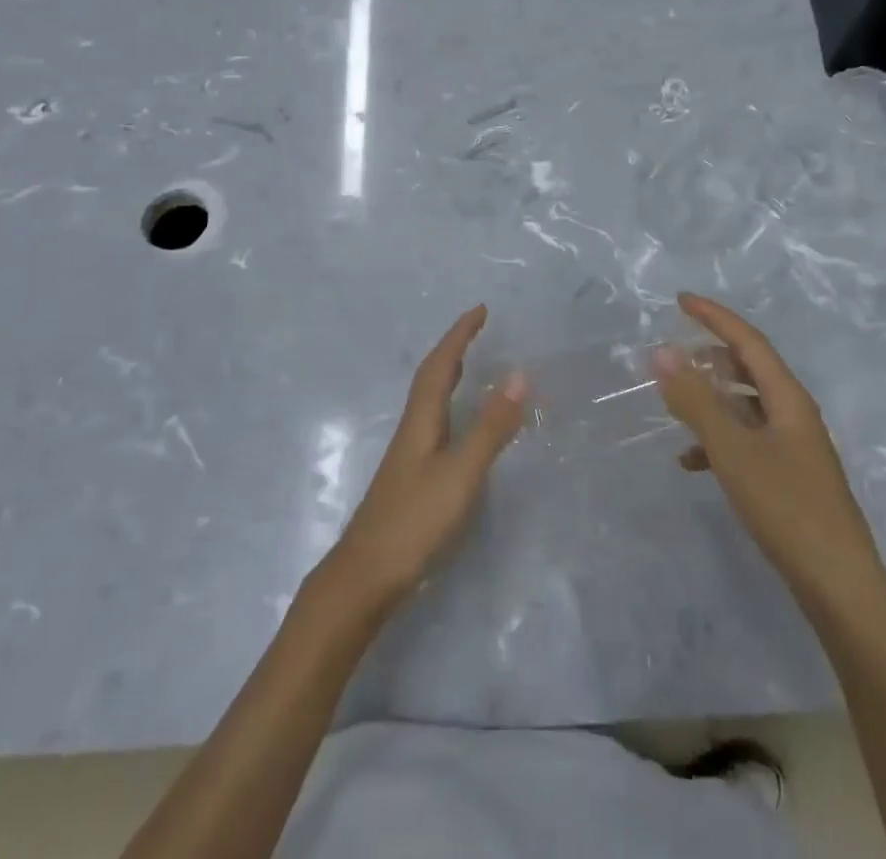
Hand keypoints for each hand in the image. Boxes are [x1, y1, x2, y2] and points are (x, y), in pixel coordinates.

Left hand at [320, 306, 526, 616]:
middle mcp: (413, 428)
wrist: (366, 575)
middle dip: (454, 348)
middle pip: (431, 376)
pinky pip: (435, 422)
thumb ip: (490, 427)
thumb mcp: (461, 473)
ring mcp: (410, 454)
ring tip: (471, 364)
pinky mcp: (412, 476)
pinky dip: (451, 406)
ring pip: (431, 399)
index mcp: (422, 418)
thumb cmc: (415, 520)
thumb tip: (518, 375)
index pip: (441, 363)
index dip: (459, 334)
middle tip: (477, 329)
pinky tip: (458, 425)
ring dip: (450, 374)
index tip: (481, 309)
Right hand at [657, 292, 879, 596]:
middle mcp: (794, 414)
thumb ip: (695, 400)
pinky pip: (747, 440)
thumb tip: (662, 351)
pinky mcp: (789, 476)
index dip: (714, 316)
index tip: (680, 300)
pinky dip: (718, 440)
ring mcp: (793, 446)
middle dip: (711, 355)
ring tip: (675, 402)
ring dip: (711, 398)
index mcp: (787, 398)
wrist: (839, 586)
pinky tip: (691, 461)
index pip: (748, 340)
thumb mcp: (732, 449)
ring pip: (746, 405)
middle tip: (675, 350)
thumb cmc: (786, 507)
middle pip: (750, 369)